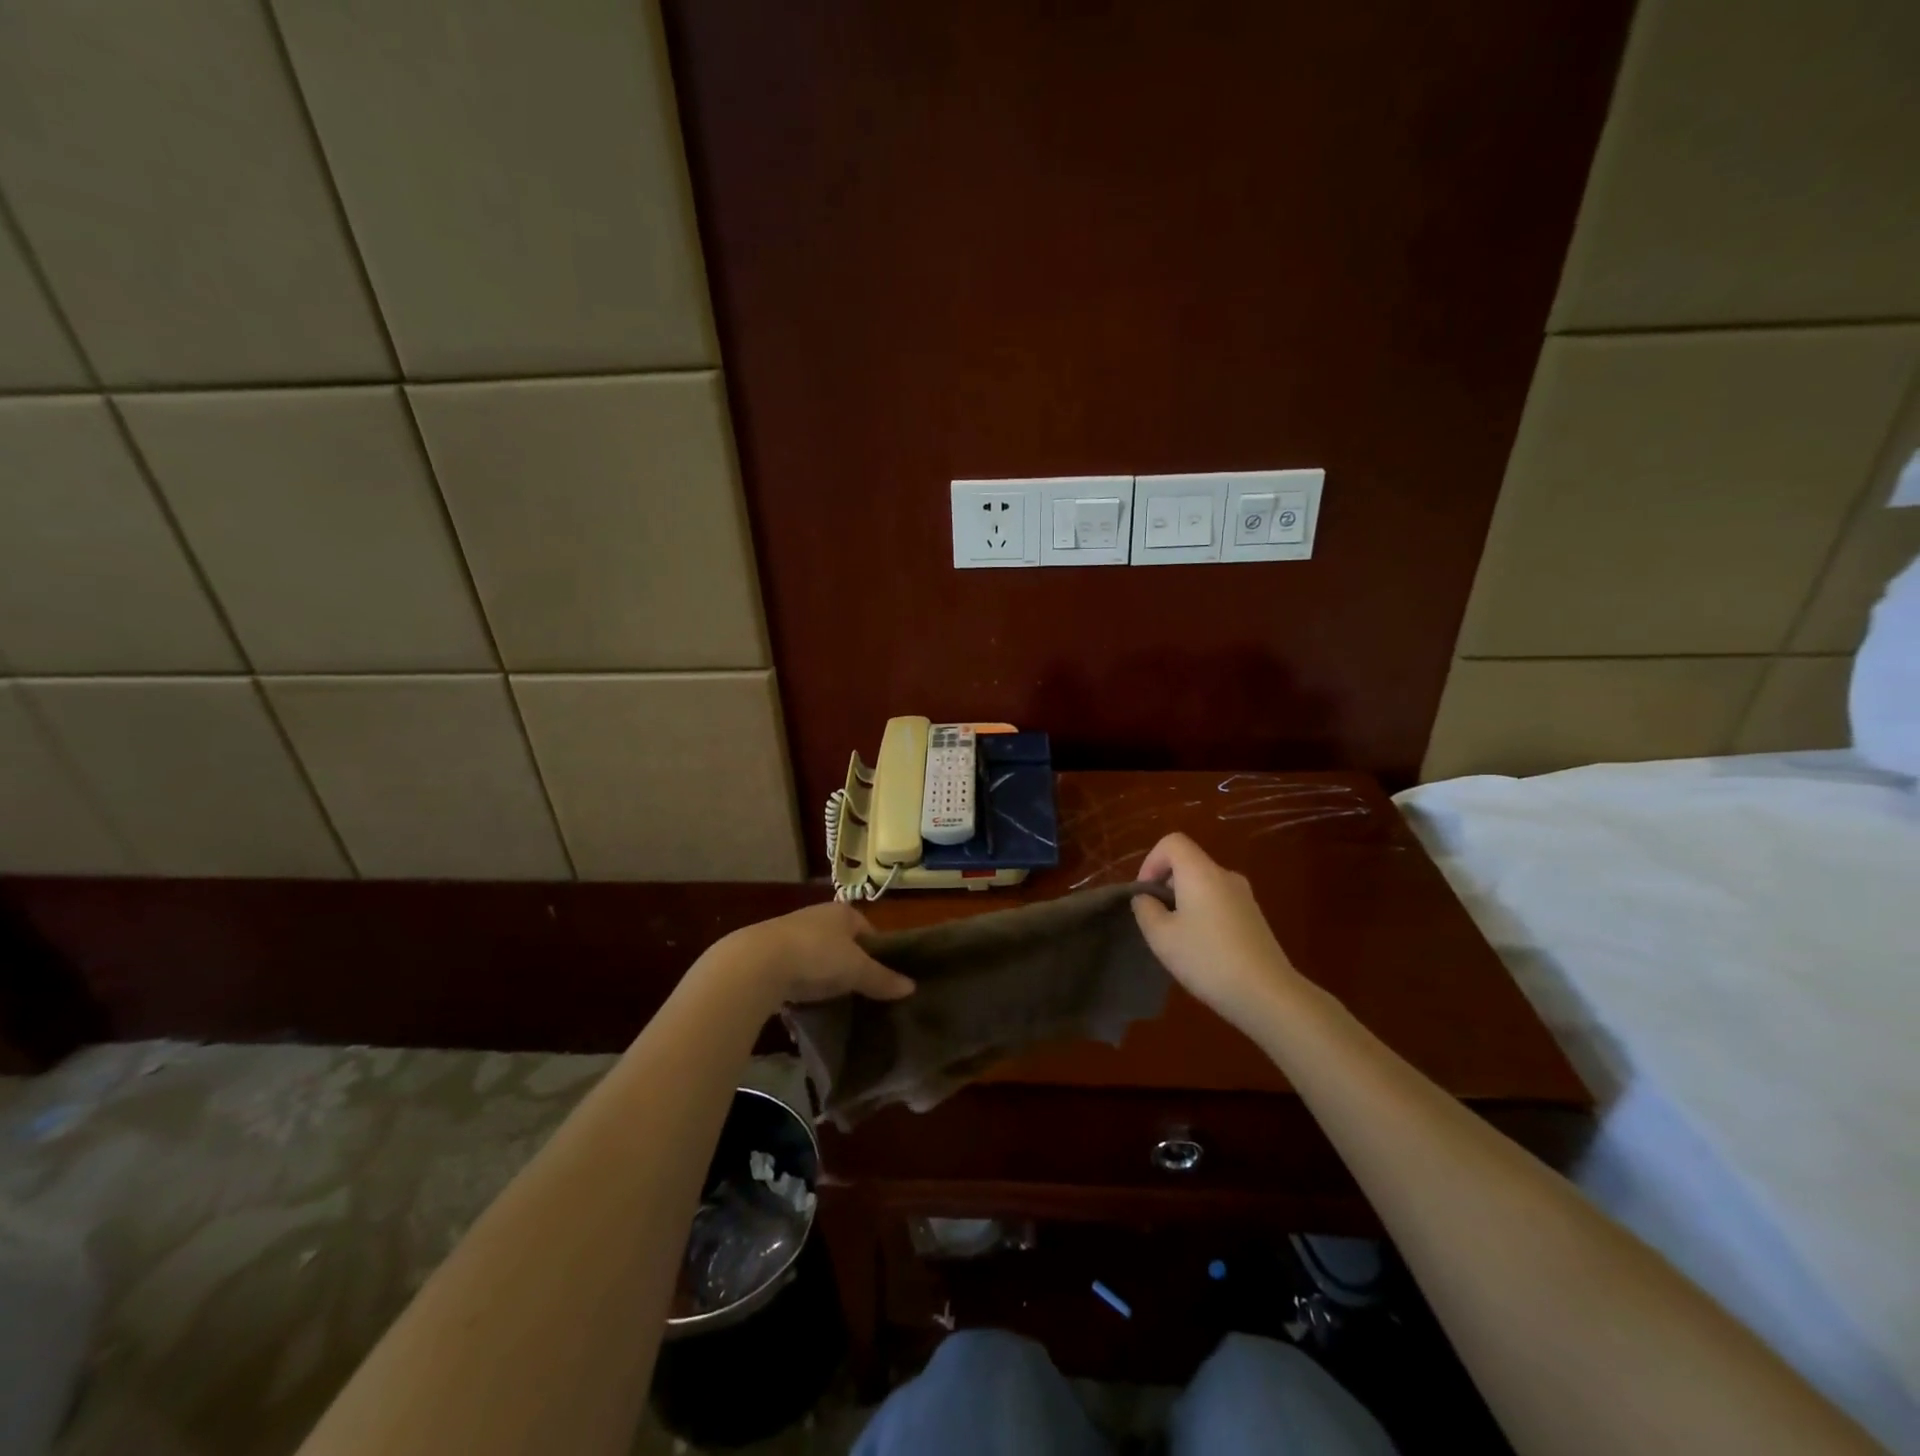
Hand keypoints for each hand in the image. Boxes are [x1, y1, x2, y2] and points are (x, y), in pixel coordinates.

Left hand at [711, 902, 914, 1008]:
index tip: (883, 977)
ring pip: (816, 957)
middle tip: (860, 993)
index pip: (867, 929)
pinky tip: (804, 1007)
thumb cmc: (817, 955)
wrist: (756, 964)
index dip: (877, 952)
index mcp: (841, 912)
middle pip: (841, 943)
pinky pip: (793, 972)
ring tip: (834, 1003)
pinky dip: (800, 987)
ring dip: (823, 977)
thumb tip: (912, 987)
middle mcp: (816, 917)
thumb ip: (883, 979)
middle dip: (849, 965)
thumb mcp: (856, 970)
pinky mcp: (768, 956)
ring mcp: (789, 934)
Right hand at [1131, 832, 1305, 1032]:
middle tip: (1156, 922)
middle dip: (1165, 886)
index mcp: (1201, 872)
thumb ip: (1145, 909)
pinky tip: (1203, 950)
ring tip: (1178, 939)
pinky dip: (1203, 915)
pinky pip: (1220, 902)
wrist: (1267, 995)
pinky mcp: (1254, 918)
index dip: (1151, 862)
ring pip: (1204, 885)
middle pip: (1188, 863)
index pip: (1172, 842)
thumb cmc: (1207, 959)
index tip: (1145, 895)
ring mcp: (1244, 896)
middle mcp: (1225, 876)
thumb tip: (1146, 898)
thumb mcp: (1161, 936)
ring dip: (1184, 903)